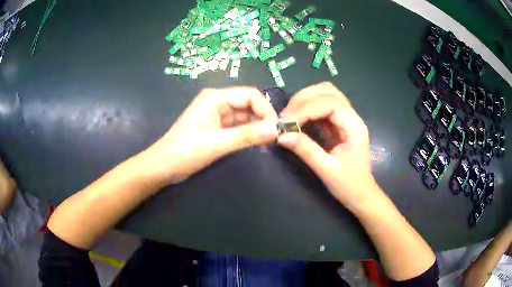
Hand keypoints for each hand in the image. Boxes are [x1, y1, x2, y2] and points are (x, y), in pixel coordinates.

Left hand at [143, 87, 278, 184]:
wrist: (163, 166)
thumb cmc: (185, 152)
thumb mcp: (217, 144)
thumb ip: (247, 136)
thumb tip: (275, 130)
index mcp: (215, 97)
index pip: (250, 95)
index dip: (266, 109)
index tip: (275, 129)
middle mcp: (218, 101)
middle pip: (249, 104)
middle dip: (263, 118)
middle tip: (275, 138)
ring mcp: (217, 114)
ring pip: (245, 116)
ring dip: (257, 127)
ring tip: (269, 142)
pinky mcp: (217, 127)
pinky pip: (238, 126)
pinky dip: (248, 133)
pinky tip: (257, 142)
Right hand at [277, 82, 379, 209]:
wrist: (361, 194)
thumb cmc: (349, 185)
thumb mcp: (327, 170)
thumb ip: (306, 150)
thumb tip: (281, 136)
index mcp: (354, 126)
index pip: (330, 103)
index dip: (306, 109)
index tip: (286, 122)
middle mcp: (351, 117)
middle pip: (328, 91)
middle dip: (304, 99)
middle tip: (286, 117)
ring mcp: (345, 119)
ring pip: (325, 95)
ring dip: (305, 101)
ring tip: (289, 117)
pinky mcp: (338, 124)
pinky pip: (321, 107)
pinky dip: (307, 108)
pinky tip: (297, 120)